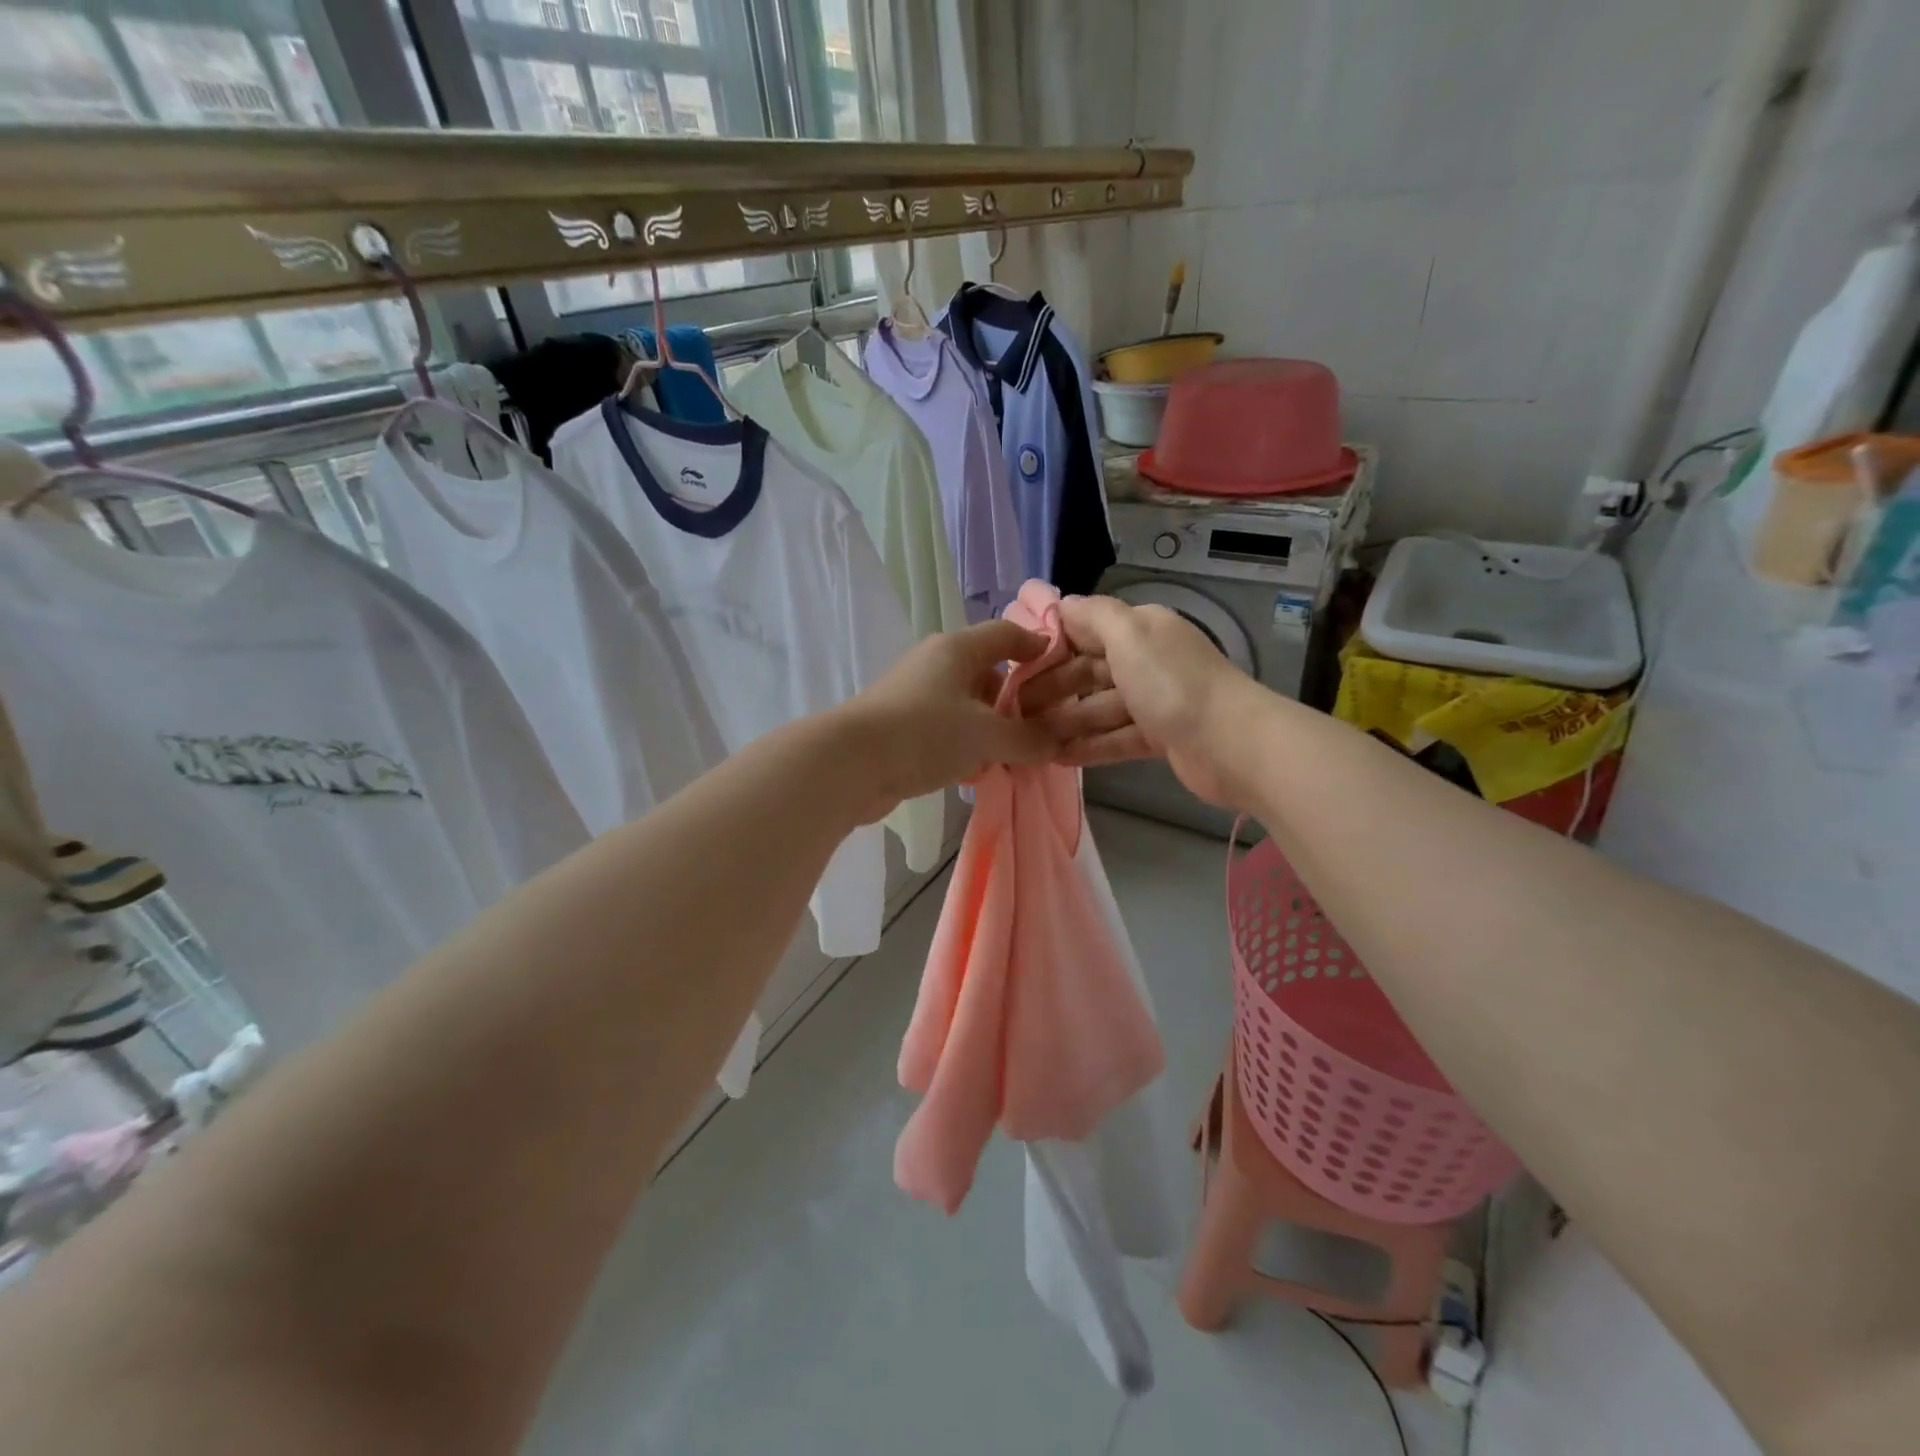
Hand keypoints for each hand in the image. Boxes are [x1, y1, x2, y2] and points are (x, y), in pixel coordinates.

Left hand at [836, 620, 1059, 819]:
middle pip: (987, 672)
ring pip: (966, 705)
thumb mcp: (987, 735)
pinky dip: (966, 744)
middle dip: (1016, 700)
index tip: (1063, 670)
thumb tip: (1058, 740)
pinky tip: (978, 771)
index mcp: (958, 649)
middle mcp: (935, 664)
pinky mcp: (902, 726)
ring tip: (1015, 755)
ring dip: (991, 727)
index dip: (1036, 647)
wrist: (850, 764)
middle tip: (1043, 728)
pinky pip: (946, 729)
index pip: (1007, 633)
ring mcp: (915, 695)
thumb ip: (1028, 738)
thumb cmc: (926, 733)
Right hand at [1027, 595, 1254, 807]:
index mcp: (1142, 630)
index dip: (1052, 646)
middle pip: (1090, 671)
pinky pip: (1115, 738)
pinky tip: (1055, 757)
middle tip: (1012, 710)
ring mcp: (1155, 702)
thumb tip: (1063, 604)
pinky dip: (1088, 746)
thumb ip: (1094, 616)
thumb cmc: (1172, 683)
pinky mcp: (1160, 738)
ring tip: (1027, 738)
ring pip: (1099, 708)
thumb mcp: (1129, 635)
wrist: (1230, 744)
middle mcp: (1148, 661)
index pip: (1087, 631)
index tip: (1015, 666)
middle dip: (1052, 688)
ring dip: (1065, 721)